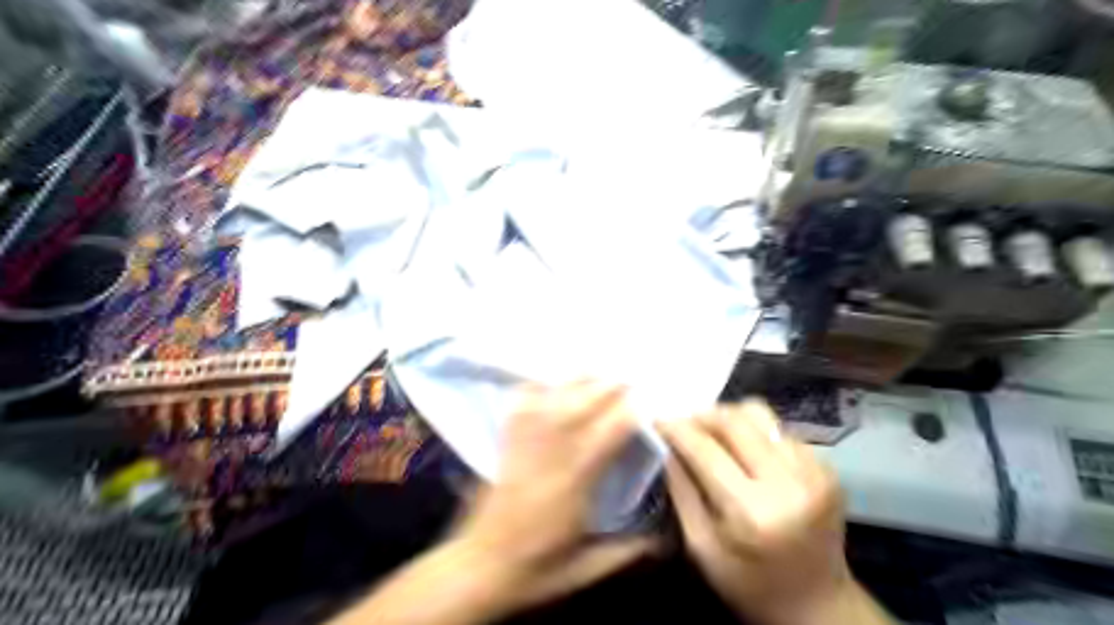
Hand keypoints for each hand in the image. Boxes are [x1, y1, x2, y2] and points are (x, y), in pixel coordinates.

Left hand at [448, 381, 660, 615]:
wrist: (478, 567)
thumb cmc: (534, 568)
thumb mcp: (585, 569)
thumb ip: (625, 552)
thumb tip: (661, 540)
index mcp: (575, 480)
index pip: (610, 431)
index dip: (631, 411)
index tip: (648, 401)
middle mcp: (551, 452)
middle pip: (583, 404)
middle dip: (608, 386)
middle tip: (628, 376)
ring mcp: (525, 444)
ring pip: (554, 398)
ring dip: (577, 381)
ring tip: (596, 370)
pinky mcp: (506, 444)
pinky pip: (520, 406)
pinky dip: (535, 388)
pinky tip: (547, 380)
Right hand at [655, 399, 883, 624]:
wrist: (819, 606)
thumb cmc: (749, 584)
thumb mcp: (701, 547)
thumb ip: (682, 490)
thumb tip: (667, 445)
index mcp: (751, 511)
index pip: (705, 449)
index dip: (677, 428)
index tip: (658, 419)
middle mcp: (788, 483)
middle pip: (736, 420)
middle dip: (703, 415)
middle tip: (685, 424)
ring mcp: (814, 472)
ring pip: (760, 415)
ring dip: (730, 420)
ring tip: (716, 436)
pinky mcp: (827, 468)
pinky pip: (780, 430)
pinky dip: (756, 434)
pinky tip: (747, 454)